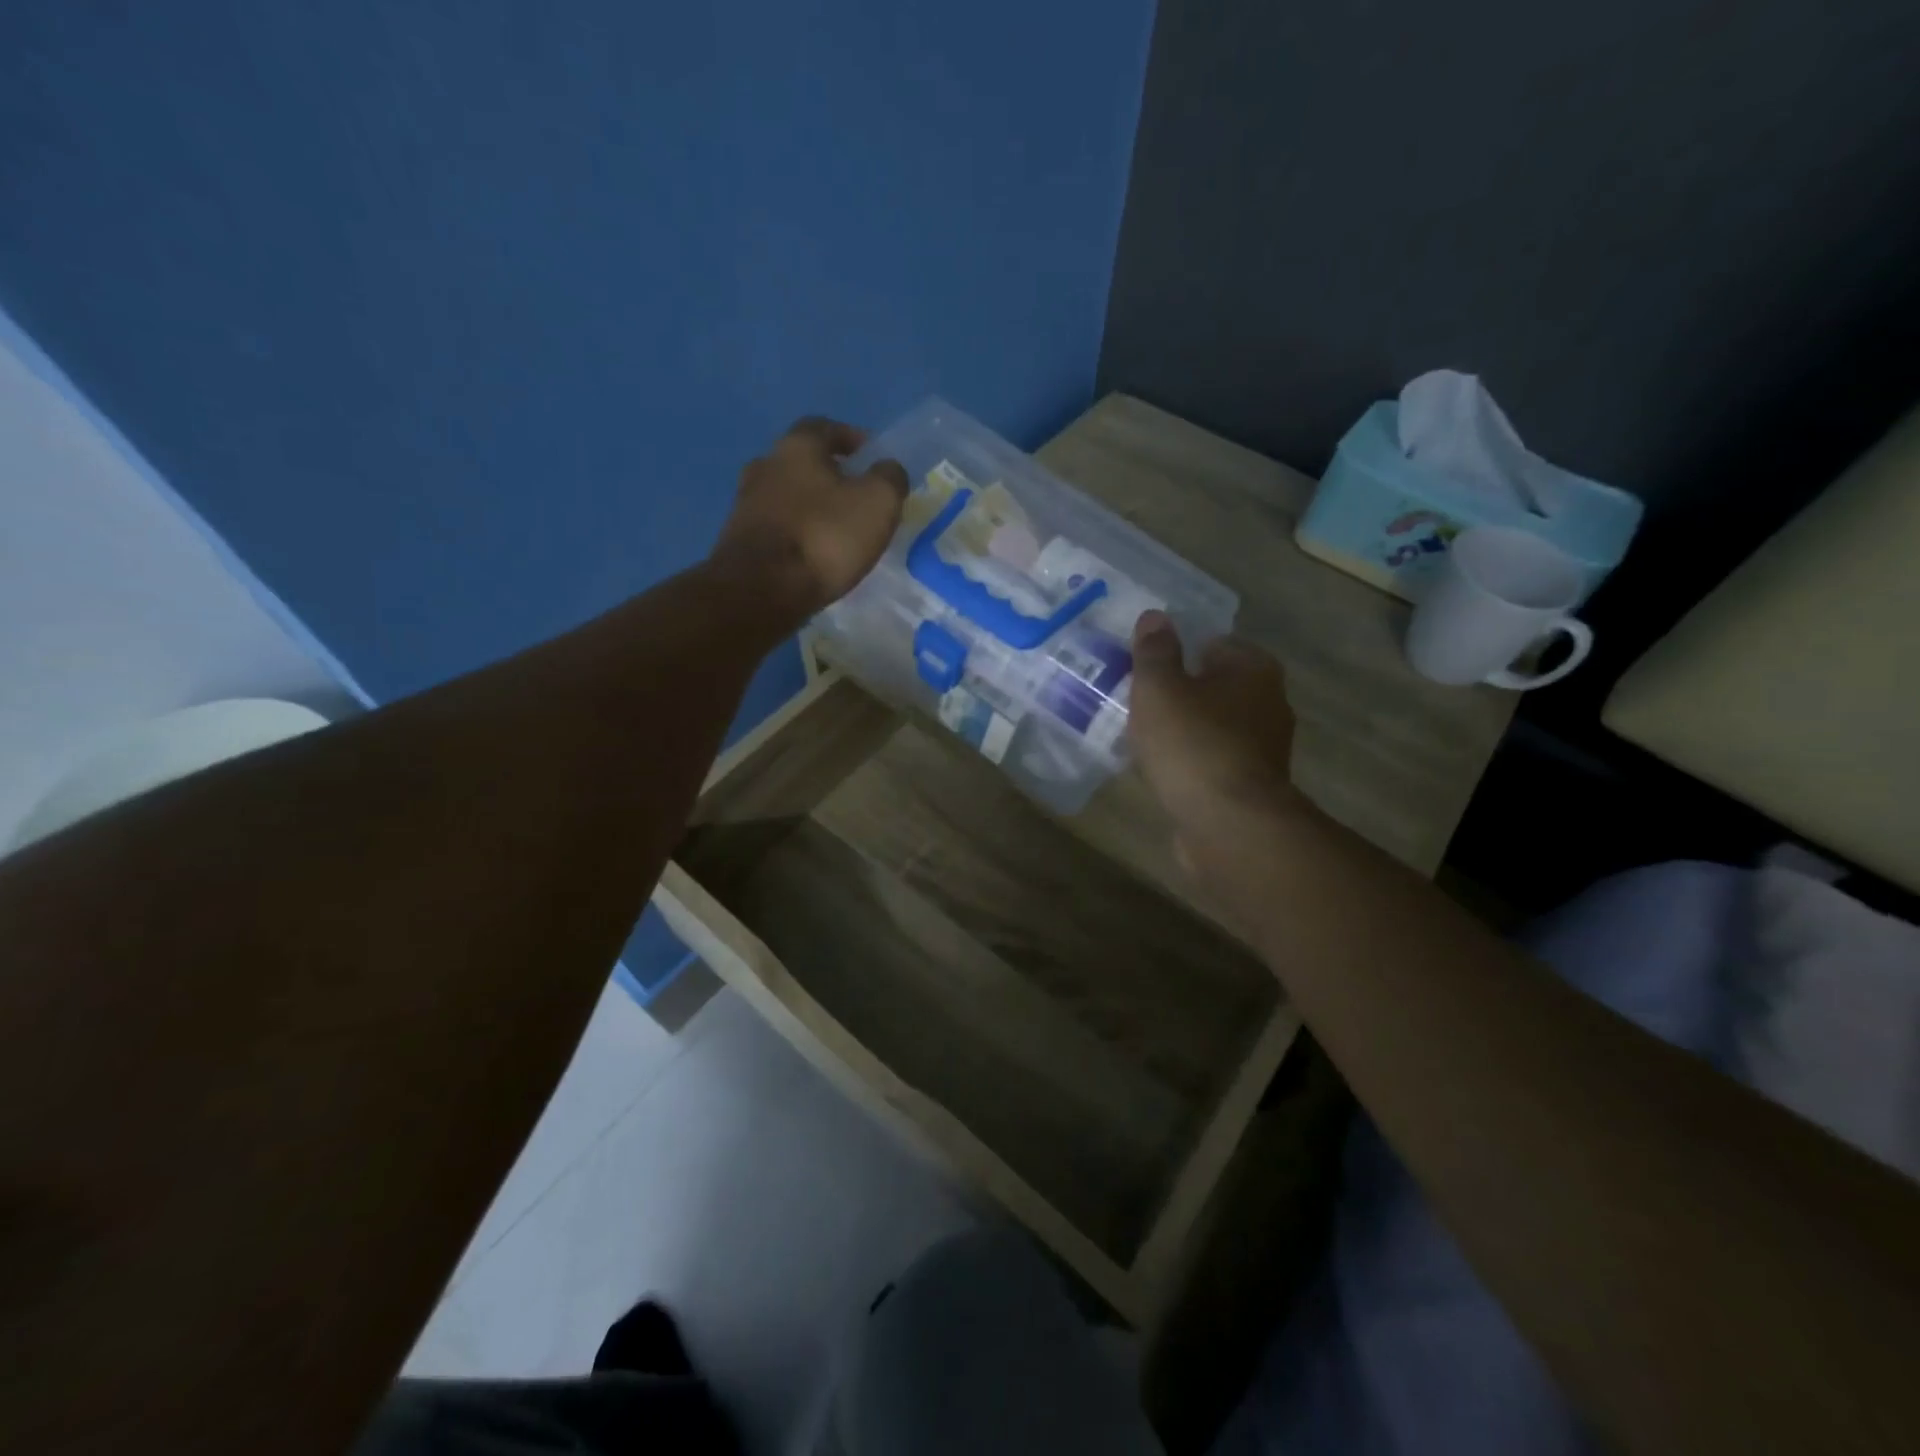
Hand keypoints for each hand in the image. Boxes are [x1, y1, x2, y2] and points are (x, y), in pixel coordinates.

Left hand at [711, 417, 907, 620]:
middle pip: (800, 461)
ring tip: (834, 528)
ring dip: (809, 505)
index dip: (849, 437)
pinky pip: (775, 526)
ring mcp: (746, 503)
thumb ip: (889, 478)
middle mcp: (764, 465)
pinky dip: (795, 532)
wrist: (762, 589)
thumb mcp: (878, 502)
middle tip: (854, 494)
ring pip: (785, 494)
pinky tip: (811, 552)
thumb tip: (887, 469)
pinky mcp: (738, 539)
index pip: (824, 427)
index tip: (869, 454)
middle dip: (827, 474)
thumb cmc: (825, 537)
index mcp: (797, 446)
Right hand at [1128, 610, 1300, 836]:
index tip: (1147, 671)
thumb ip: (1154, 652)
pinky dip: (1194, 764)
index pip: (1214, 644)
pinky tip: (1165, 774)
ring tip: (1146, 741)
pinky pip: (1215, 762)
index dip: (1179, 653)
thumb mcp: (1159, 689)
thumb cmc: (1193, 744)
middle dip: (1182, 694)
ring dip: (1187, 732)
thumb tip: (1155, 616)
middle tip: (1141, 704)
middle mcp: (1269, 702)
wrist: (1229, 824)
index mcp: (1254, 669)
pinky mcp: (1253, 786)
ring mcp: (1265, 748)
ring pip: (1216, 727)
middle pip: (1216, 687)